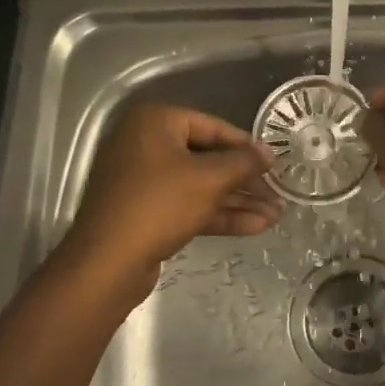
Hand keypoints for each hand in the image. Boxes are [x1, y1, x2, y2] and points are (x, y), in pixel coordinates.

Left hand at [63, 103, 278, 288]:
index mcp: (154, 122)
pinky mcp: (146, 211)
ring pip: (200, 185)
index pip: (212, 126)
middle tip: (277, 193)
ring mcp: (144, 180)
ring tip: (275, 215)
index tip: (274, 163)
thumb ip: (243, 162)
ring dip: (237, 201)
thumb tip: (269, 152)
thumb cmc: (159, 205)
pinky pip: (188, 204)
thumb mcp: (209, 179)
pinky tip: (255, 226)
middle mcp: (146, 144)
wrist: (107, 263)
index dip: (246, 146)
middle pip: (207, 157)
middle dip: (244, 180)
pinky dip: (218, 214)